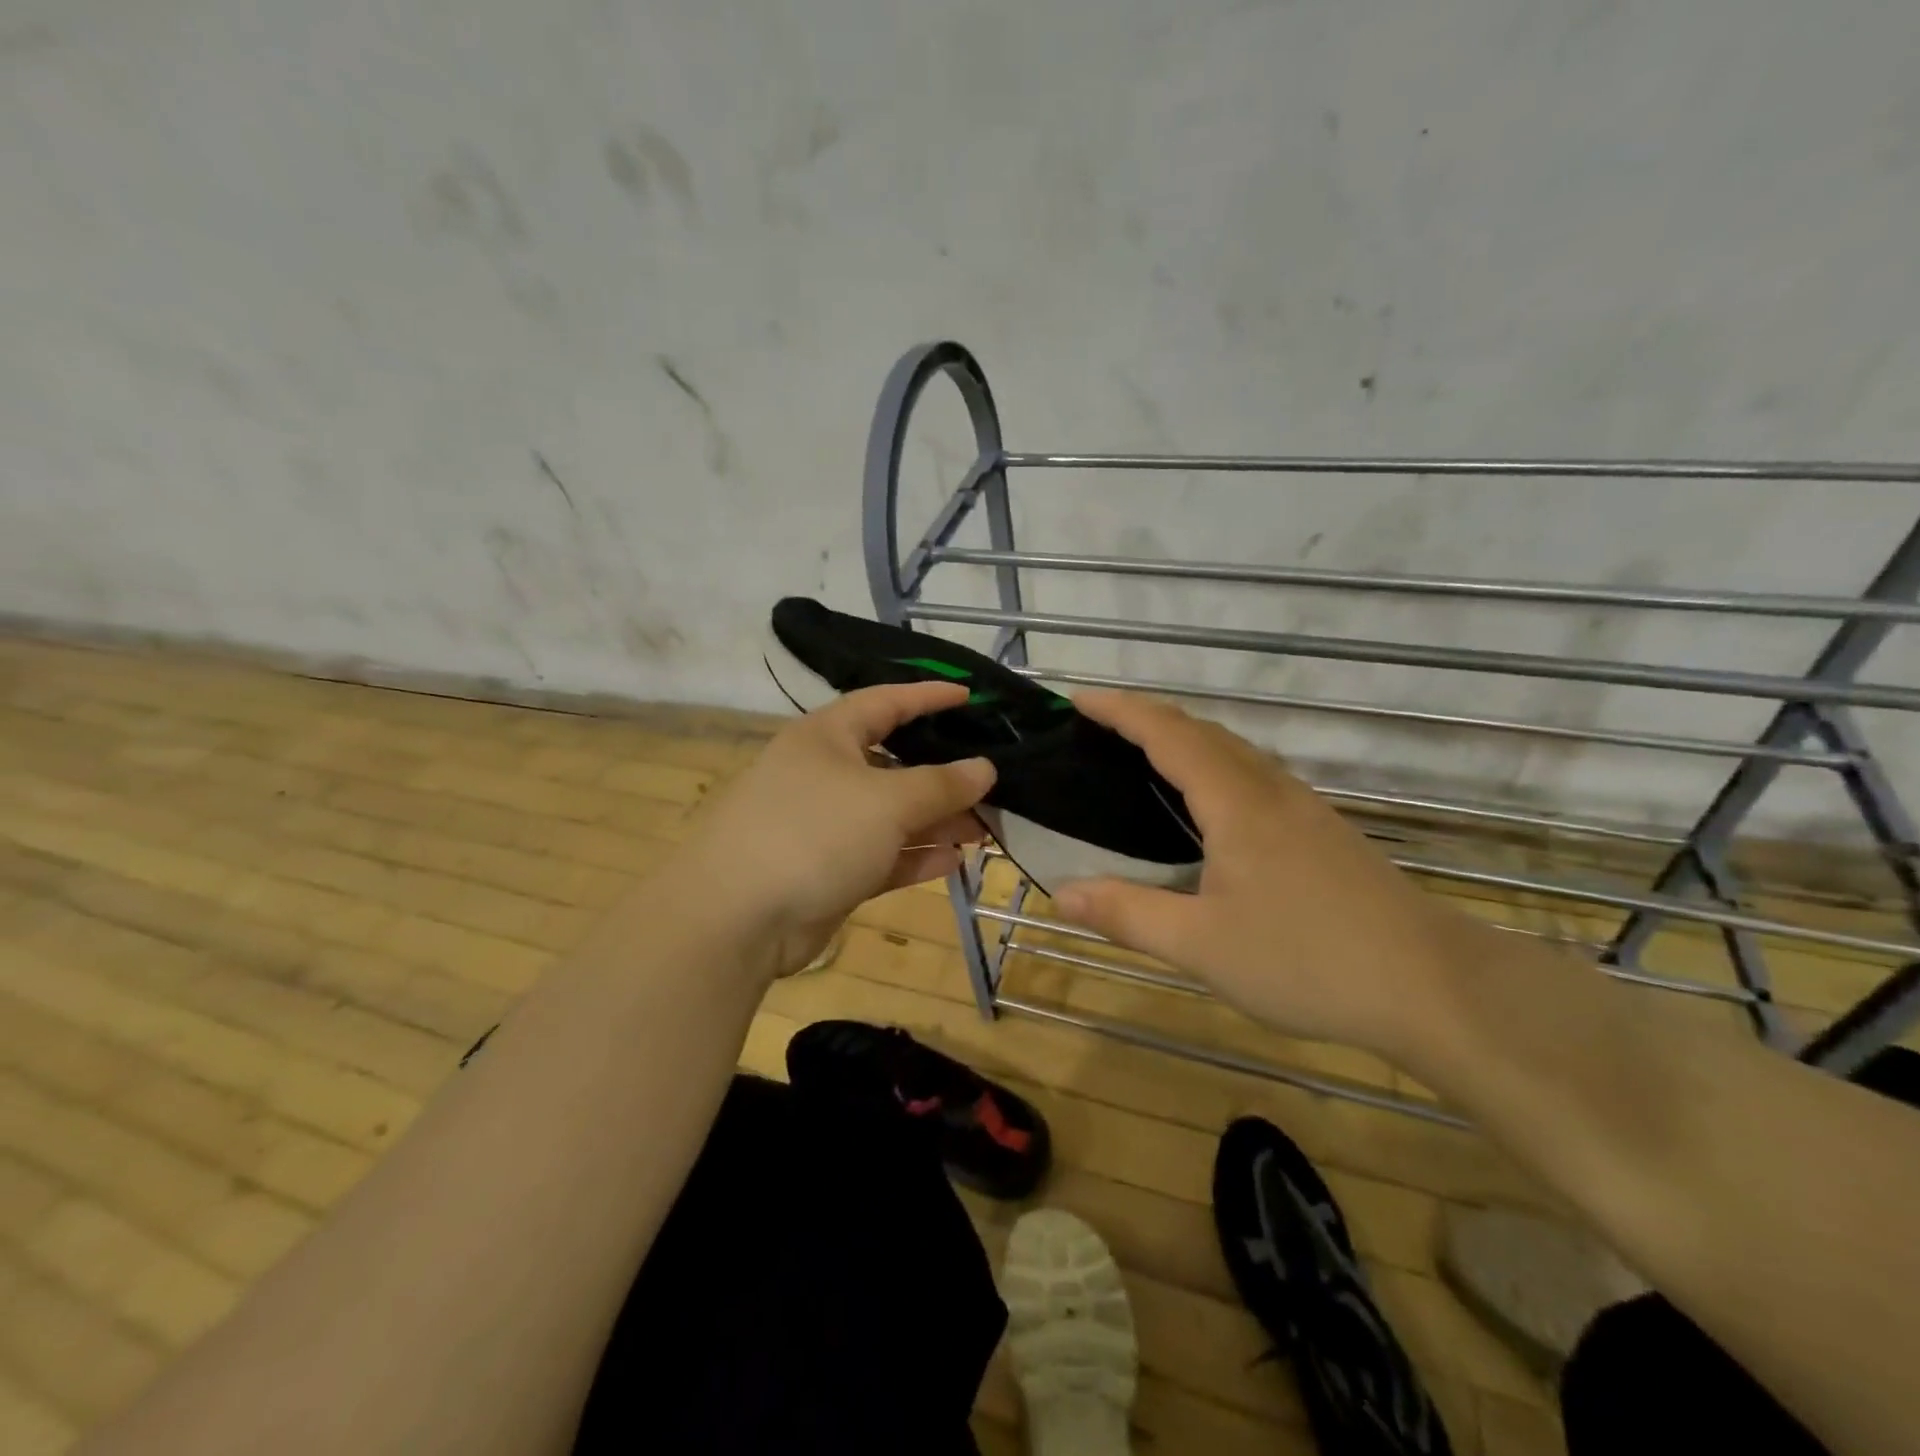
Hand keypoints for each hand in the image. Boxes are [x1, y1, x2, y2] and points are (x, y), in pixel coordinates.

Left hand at [670, 682, 995, 983]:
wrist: (735, 918)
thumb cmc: (814, 832)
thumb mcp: (887, 801)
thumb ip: (941, 785)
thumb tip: (985, 768)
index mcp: (827, 736)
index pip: (886, 702)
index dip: (929, 697)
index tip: (971, 697)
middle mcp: (825, 774)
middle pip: (894, 764)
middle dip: (943, 775)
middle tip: (992, 782)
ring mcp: (825, 825)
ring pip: (892, 815)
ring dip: (936, 820)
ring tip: (987, 828)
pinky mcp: (828, 871)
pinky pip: (881, 854)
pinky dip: (915, 855)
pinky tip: (954, 860)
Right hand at [1051, 690, 1475, 1060]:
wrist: (1435, 987)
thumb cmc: (1309, 961)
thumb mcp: (1202, 946)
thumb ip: (1129, 914)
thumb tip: (1063, 894)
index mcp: (1236, 802)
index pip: (1168, 733)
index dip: (1120, 710)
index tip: (1077, 699)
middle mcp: (1269, 790)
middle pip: (1201, 729)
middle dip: (1146, 716)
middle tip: (1098, 727)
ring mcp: (1302, 808)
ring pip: (1232, 750)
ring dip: (1182, 737)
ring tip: (1140, 755)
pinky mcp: (1321, 831)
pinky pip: (1252, 774)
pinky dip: (1212, 764)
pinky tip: (1206, 805)